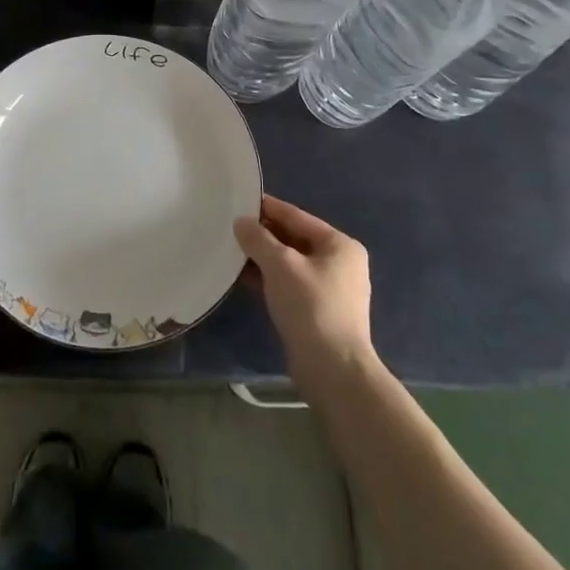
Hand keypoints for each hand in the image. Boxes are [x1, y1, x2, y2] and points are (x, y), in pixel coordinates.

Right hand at [234, 195, 373, 380]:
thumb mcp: (280, 265)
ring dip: (263, 258)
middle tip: (229, 227)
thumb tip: (241, 222)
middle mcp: (339, 263)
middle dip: (263, 234)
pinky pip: (289, 284)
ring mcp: (330, 289)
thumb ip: (258, 239)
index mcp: (340, 245)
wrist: (333, 370)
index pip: (296, 216)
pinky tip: (242, 277)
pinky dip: (268, 278)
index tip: (239, 200)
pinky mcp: (318, 311)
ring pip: (290, 263)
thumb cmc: (311, 306)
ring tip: (231, 250)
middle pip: (294, 239)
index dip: (267, 208)